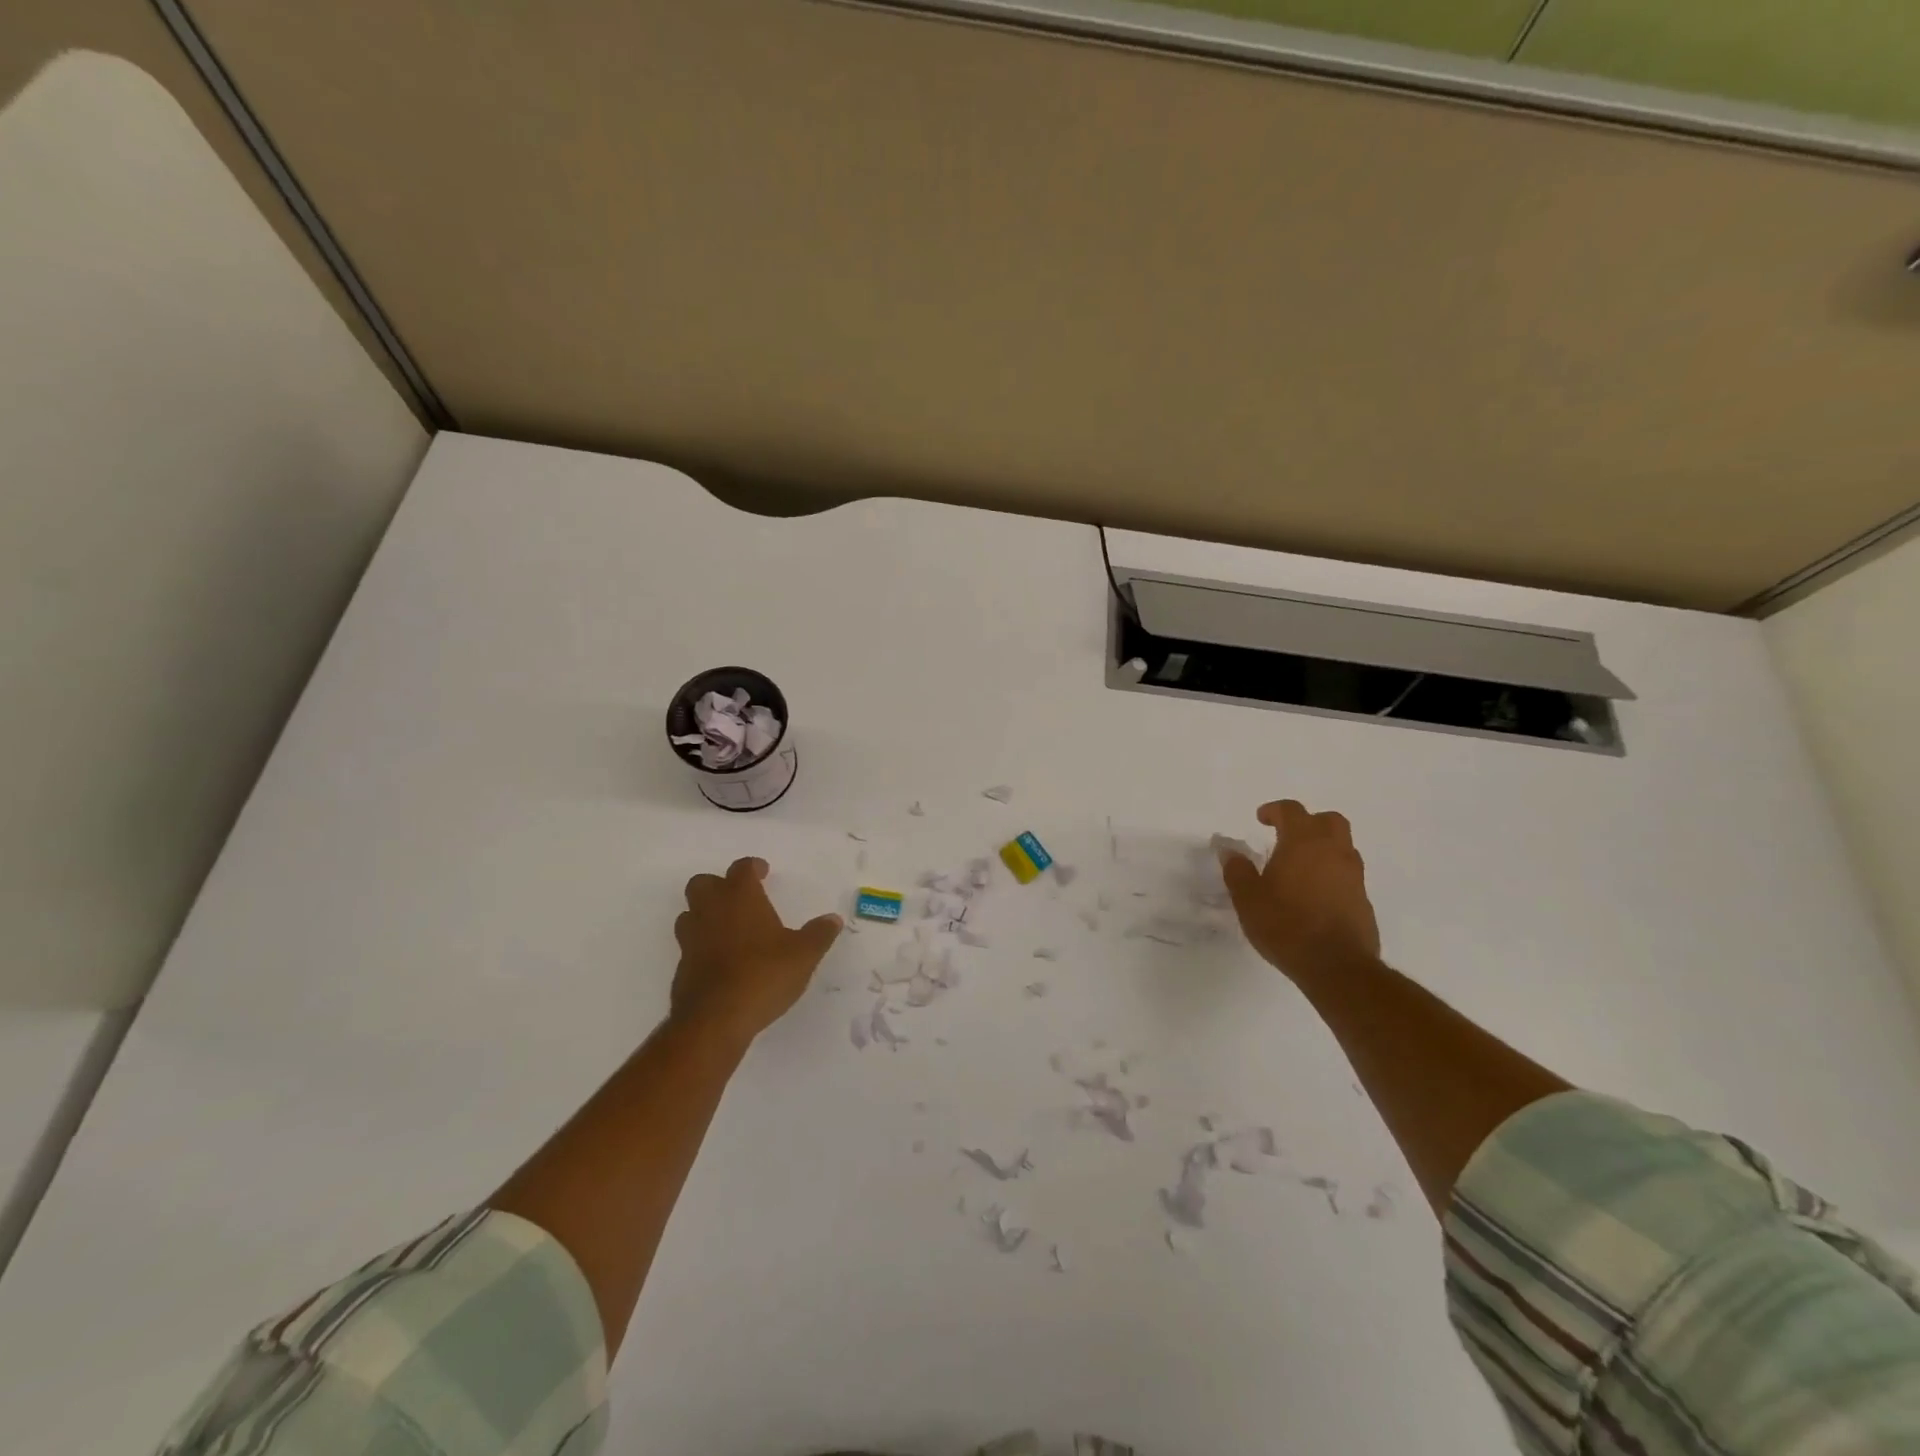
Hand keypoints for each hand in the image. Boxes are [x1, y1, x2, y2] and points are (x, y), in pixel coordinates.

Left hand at [671, 858, 842, 1044]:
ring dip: (705, 914)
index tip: (763, 872)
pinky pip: (689, 945)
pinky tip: (722, 961)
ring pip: (690, 913)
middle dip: (719, 885)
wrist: (715, 1019)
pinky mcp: (682, 967)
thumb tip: (833, 919)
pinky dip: (702, 945)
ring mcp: (691, 939)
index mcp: (740, 898)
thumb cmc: (763, 975)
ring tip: (728, 928)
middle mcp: (711, 910)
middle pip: (703, 883)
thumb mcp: (803, 955)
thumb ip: (819, 934)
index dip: (753, 867)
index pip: (742, 868)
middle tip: (740, 898)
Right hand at [1219, 800, 1380, 982]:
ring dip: (1323, 847)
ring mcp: (1353, 875)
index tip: (1260, 819)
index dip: (1274, 810)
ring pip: (1342, 846)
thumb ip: (1237, 870)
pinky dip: (1332, 872)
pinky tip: (1314, 893)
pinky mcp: (1363, 899)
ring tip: (1300, 866)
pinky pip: (1347, 873)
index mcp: (1303, 842)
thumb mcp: (1248, 898)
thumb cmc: (1285, 925)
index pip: (1291, 811)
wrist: (1337, 966)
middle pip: (1328, 820)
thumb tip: (1228, 850)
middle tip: (1287, 836)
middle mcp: (1333, 850)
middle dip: (1307, 822)